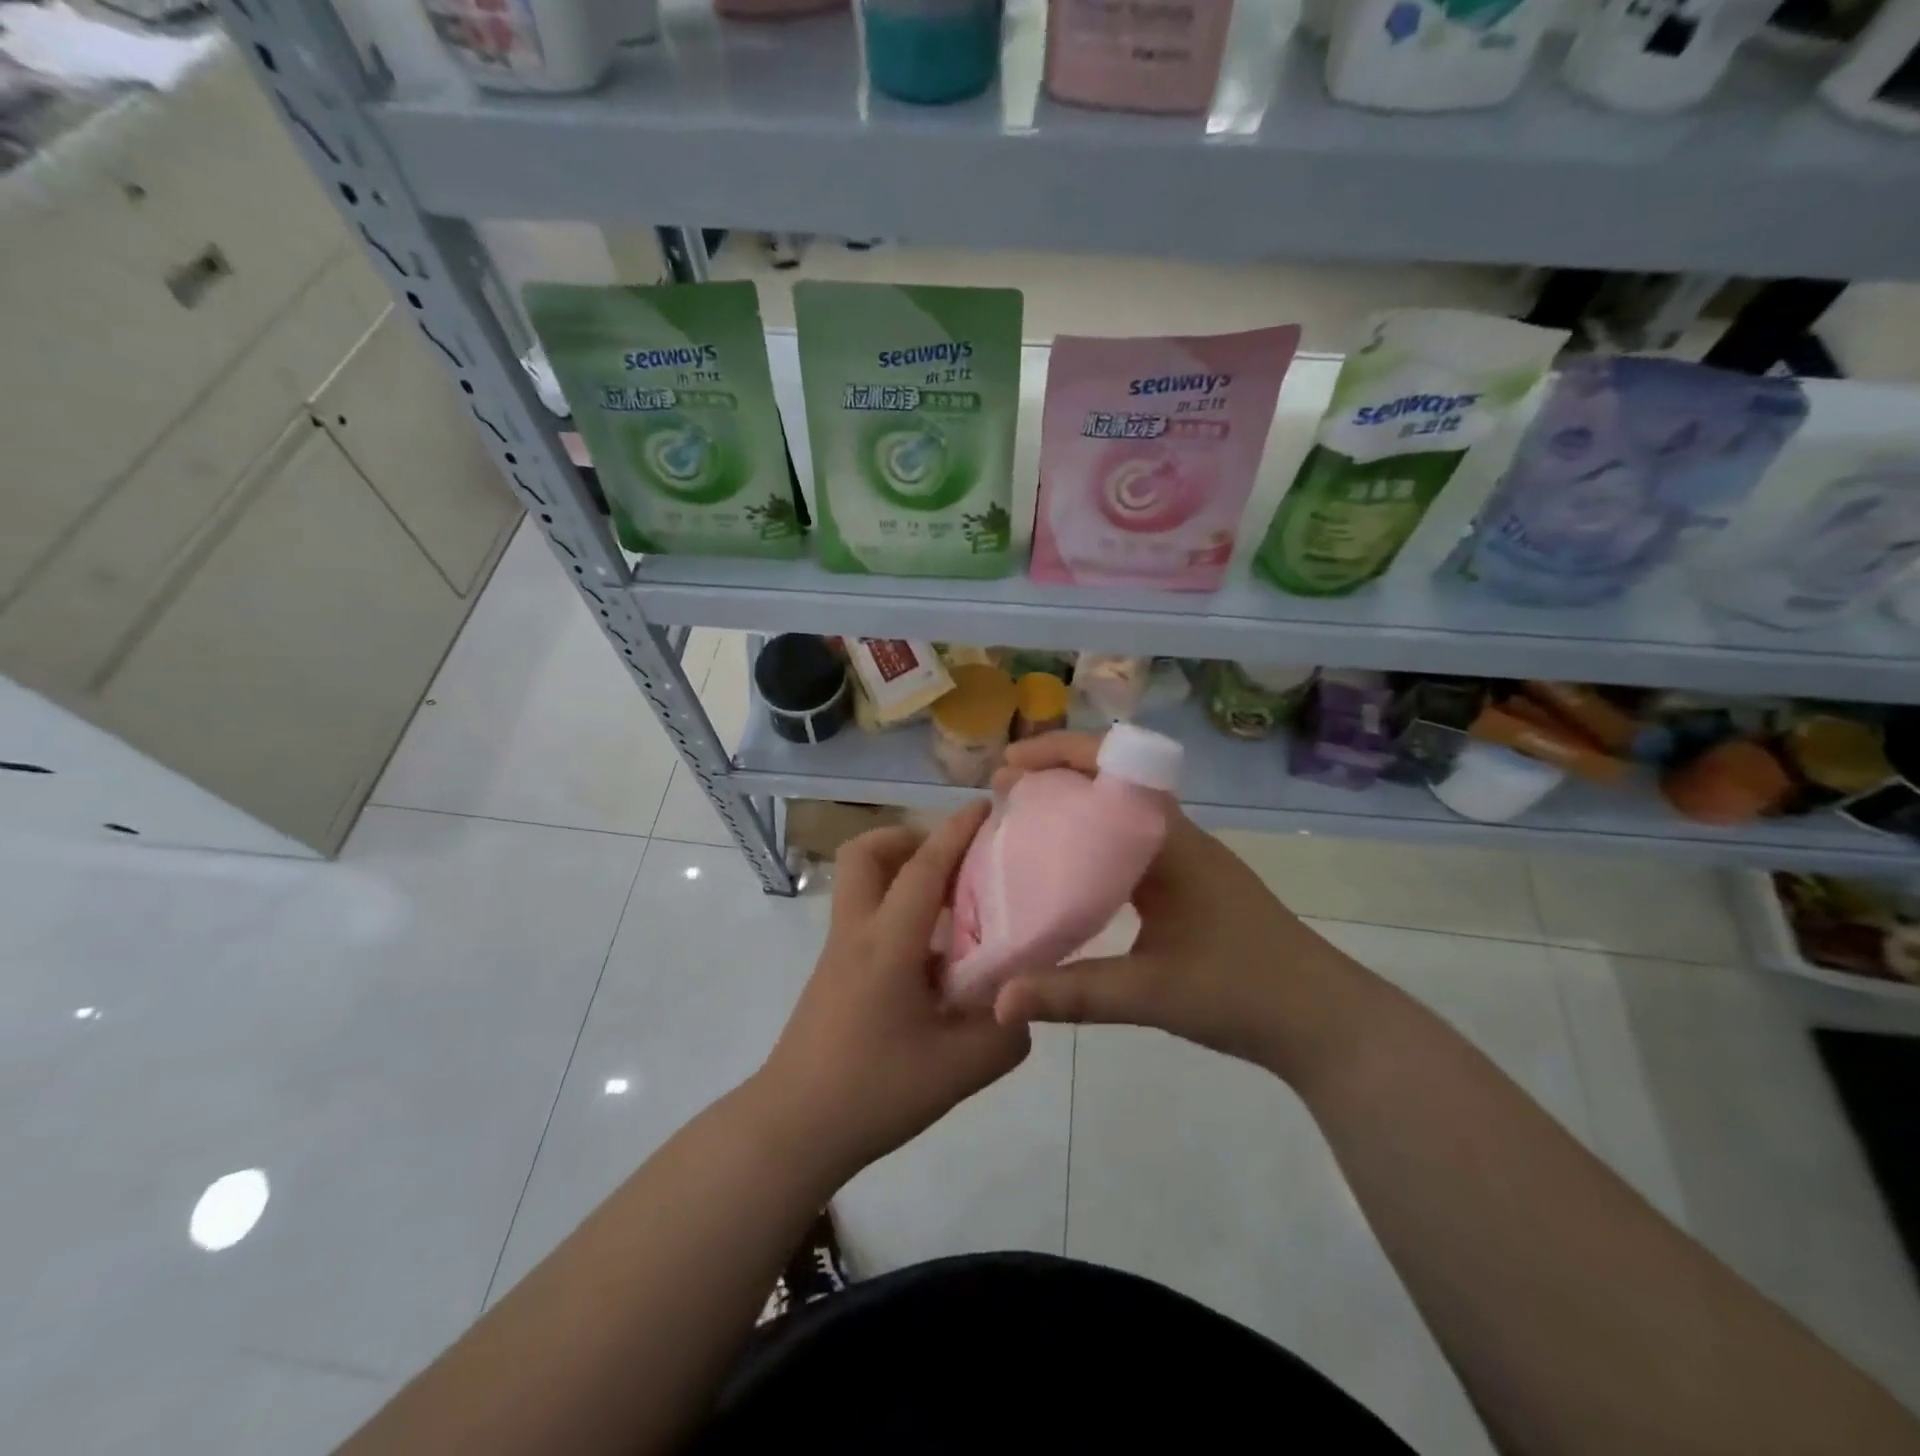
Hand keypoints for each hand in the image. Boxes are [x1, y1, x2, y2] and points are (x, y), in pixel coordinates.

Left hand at [757, 801, 1030, 1182]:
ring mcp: (838, 953)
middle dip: (909, 839)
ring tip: (952, 910)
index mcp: (888, 943)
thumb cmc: (873, 1091)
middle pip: (866, 854)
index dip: (956, 831)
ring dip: (902, 876)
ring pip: (861, 884)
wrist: (793, 1129)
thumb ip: (1004, 1033)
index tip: (985, 806)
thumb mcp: (957, 1070)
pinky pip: (866, 919)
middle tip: (953, 865)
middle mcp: (857, 933)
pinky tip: (933, 961)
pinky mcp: (833, 975)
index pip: (924, 867)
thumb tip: (1023, 1007)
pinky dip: (898, 914)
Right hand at [988, 732, 1366, 1077]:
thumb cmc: (1244, 993)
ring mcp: (1185, 859)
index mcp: (1171, 843)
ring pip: (1118, 813)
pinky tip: (1063, 871)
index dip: (1060, 755)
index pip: (1113, 769)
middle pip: (1110, 781)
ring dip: (1072, 807)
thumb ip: (1073, 995)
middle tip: (1000, 793)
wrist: (1323, 1021)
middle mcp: (1177, 837)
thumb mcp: (1152, 995)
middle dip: (1054, 776)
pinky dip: (1089, 841)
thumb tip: (998, 1000)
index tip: (1009, 766)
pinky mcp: (1186, 883)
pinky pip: (1127, 843)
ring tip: (1020, 823)